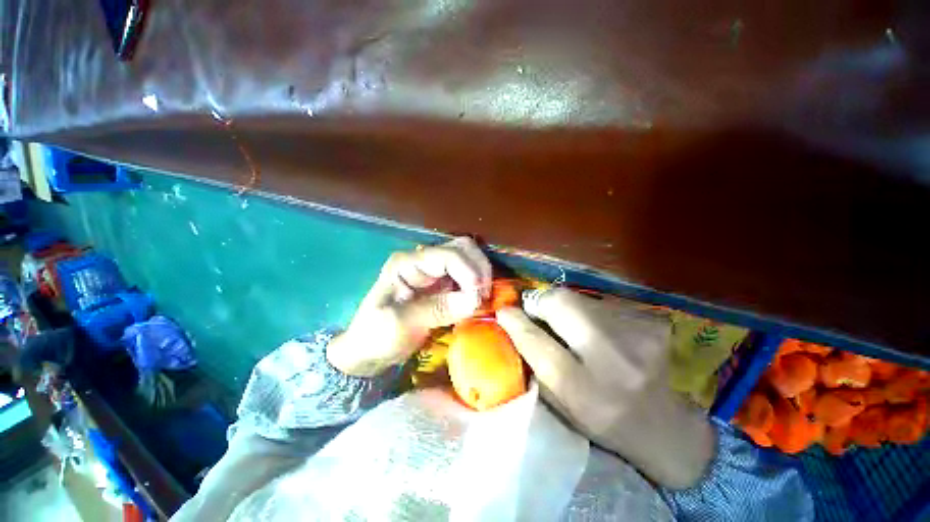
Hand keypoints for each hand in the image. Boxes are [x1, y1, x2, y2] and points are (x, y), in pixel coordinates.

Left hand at [327, 237, 491, 376]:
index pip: (448, 255)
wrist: (370, 350)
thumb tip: (474, 300)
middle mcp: (423, 260)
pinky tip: (479, 299)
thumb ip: (437, 309)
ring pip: (469, 258)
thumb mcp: (400, 323)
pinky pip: (468, 275)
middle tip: (485, 296)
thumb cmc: (377, 336)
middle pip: (462, 247)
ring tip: (484, 298)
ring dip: (481, 275)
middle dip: (479, 269)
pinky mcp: (443, 284)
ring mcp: (435, 271)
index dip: (469, 272)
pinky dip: (478, 284)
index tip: (478, 297)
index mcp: (407, 263)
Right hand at [496, 289, 714, 488]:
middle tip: (537, 310)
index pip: (537, 343)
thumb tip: (512, 323)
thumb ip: (535, 364)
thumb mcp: (561, 405)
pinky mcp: (651, 321)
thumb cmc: (603, 420)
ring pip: (580, 297)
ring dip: (567, 307)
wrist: (666, 426)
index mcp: (584, 392)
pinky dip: (590, 312)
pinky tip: (600, 331)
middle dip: (542, 301)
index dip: (516, 322)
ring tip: (573, 326)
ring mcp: (637, 335)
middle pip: (561, 303)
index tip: (504, 311)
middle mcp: (613, 359)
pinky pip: (602, 302)